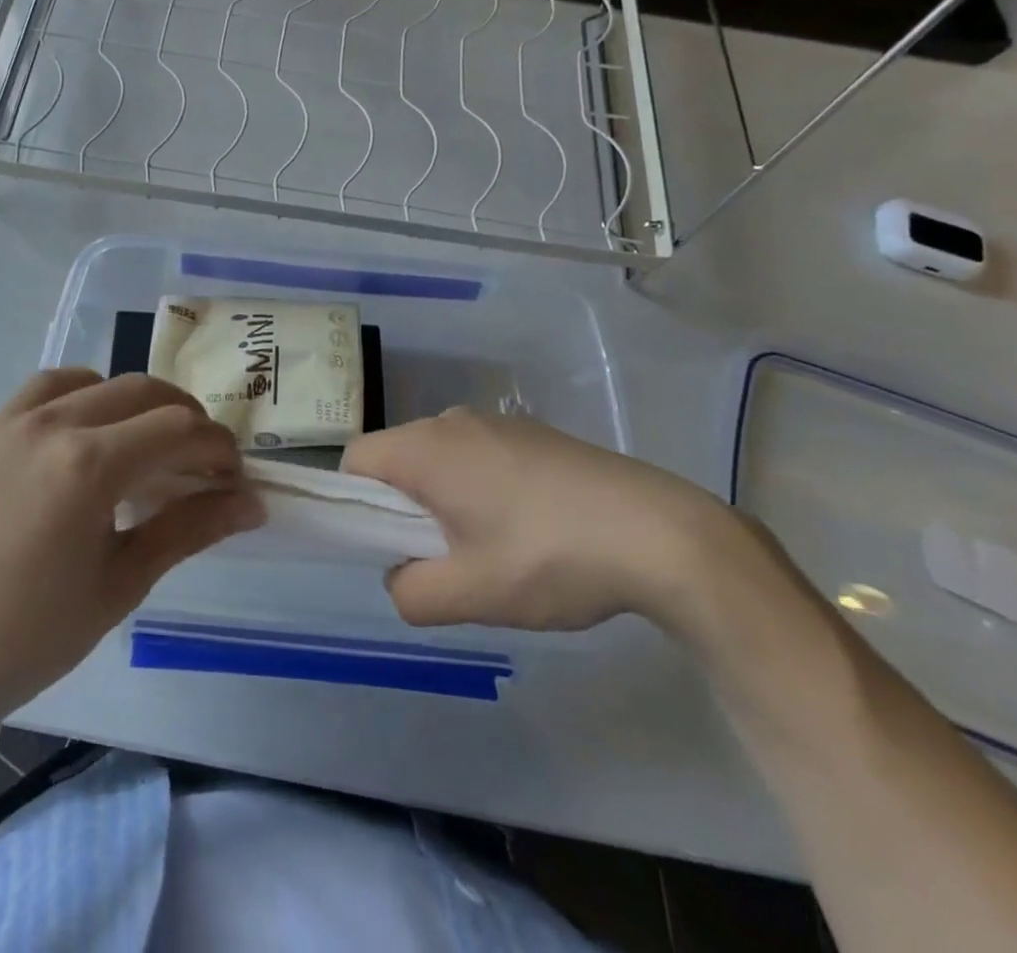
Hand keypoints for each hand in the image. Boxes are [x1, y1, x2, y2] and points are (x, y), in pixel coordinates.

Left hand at [0, 369, 263, 749]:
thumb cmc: (30, 637)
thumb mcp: (122, 584)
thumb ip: (189, 529)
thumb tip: (252, 503)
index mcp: (90, 465)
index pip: (180, 429)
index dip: (219, 449)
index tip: (235, 482)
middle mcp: (56, 423)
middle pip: (147, 393)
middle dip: (189, 423)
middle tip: (205, 469)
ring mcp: (18, 420)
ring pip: (103, 381)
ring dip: (142, 404)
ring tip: (155, 448)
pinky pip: (52, 385)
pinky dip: (88, 393)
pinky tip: (95, 430)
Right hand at [342, 408, 729, 633]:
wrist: (661, 533)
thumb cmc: (550, 557)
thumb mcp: (471, 594)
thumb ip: (410, 592)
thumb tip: (401, 577)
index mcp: (426, 447)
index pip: (356, 461)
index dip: (354, 505)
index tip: (387, 547)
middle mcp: (452, 421)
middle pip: (397, 458)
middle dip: (403, 509)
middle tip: (442, 559)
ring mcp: (497, 423)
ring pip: (440, 458)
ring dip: (444, 501)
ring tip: (491, 551)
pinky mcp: (533, 433)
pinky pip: (479, 456)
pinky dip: (480, 488)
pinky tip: (530, 530)